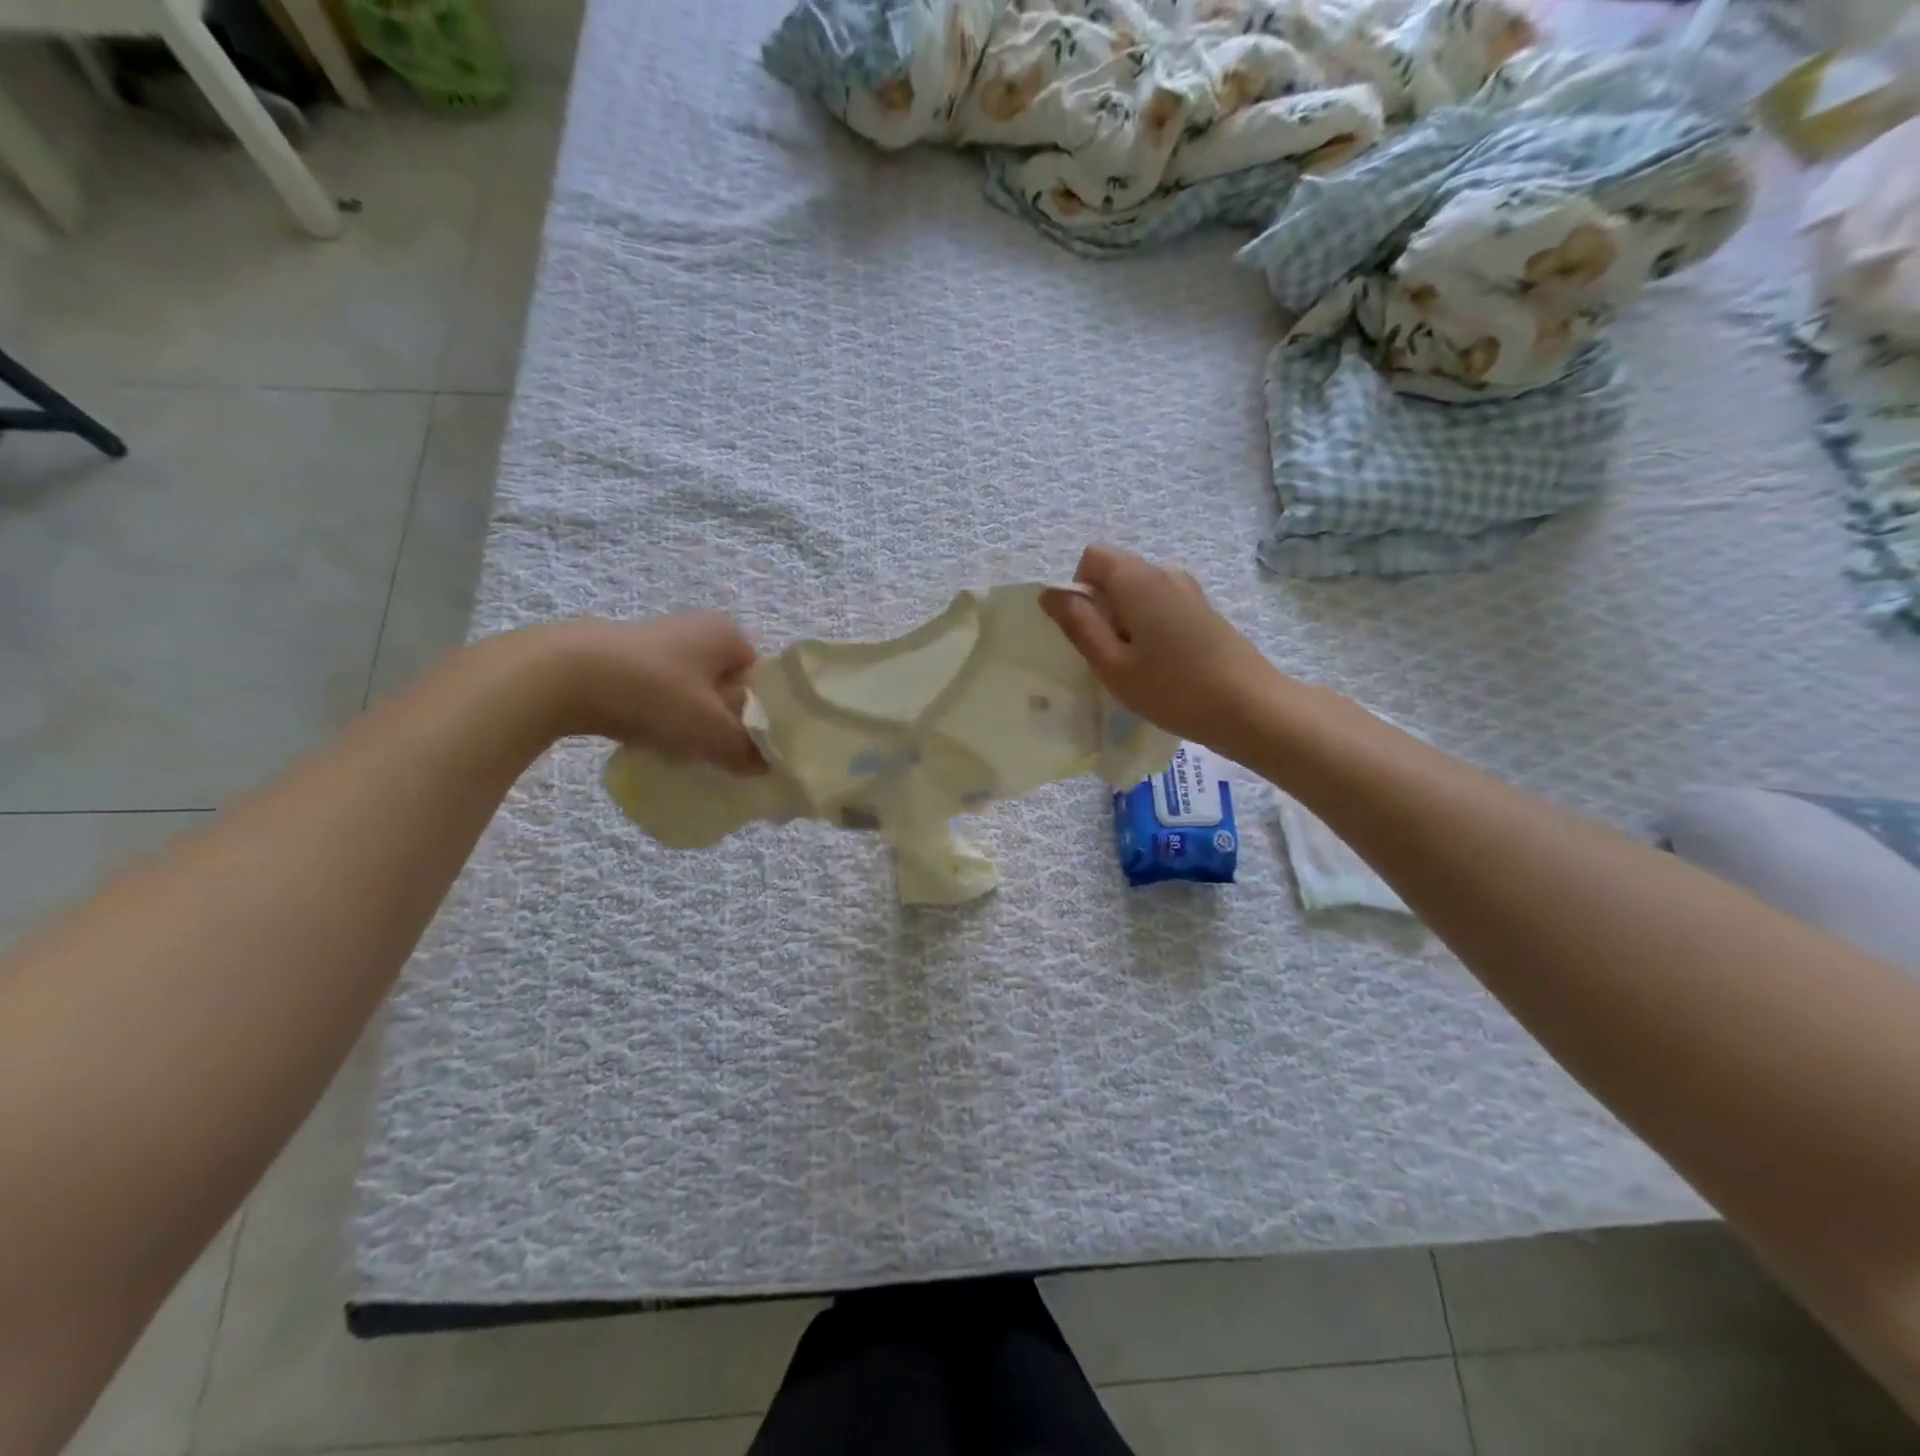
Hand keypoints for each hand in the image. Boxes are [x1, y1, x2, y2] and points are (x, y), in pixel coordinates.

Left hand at [538, 614, 765, 774]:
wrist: (560, 676)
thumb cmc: (652, 693)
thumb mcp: (710, 730)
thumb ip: (747, 751)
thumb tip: (768, 767)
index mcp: (728, 636)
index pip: (765, 681)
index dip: (766, 718)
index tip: (760, 752)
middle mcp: (698, 630)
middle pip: (730, 688)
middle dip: (731, 723)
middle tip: (730, 759)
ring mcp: (658, 643)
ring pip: (695, 694)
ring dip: (697, 723)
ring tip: (692, 755)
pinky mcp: (625, 660)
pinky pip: (662, 695)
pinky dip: (665, 718)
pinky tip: (655, 742)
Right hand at [1041, 545, 1287, 753]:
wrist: (1250, 708)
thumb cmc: (1173, 690)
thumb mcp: (1112, 664)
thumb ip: (1078, 624)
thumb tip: (1050, 594)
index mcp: (1138, 579)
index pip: (1092, 556)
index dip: (1079, 589)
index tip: (1088, 631)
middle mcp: (1165, 573)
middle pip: (1116, 573)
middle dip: (1102, 608)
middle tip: (1112, 657)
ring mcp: (1189, 591)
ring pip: (1138, 592)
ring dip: (1126, 621)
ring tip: (1138, 666)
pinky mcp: (1204, 611)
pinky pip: (1160, 606)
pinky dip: (1149, 627)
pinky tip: (1163, 666)